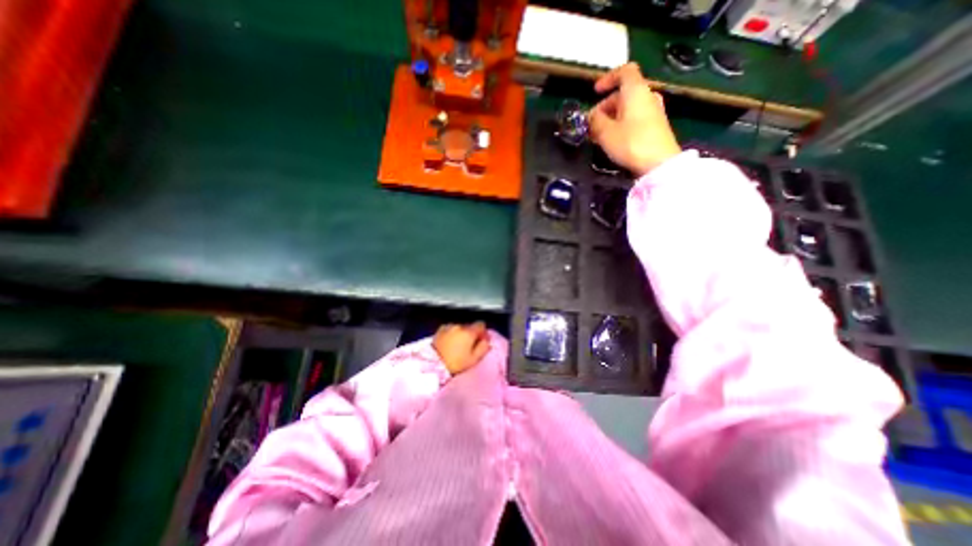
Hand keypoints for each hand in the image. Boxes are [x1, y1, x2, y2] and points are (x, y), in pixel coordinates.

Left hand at [434, 319, 493, 375]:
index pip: (481, 325)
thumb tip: (486, 341)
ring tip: (458, 345)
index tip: (481, 340)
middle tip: (469, 346)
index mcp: (469, 332)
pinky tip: (449, 342)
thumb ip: (483, 348)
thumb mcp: (473, 359)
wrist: (433, 363)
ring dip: (461, 333)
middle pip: (470, 326)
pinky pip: (450, 329)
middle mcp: (460, 326)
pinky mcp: (440, 329)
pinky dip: (452, 333)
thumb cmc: (456, 363)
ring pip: (460, 328)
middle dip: (471, 334)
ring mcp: (449, 326)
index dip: (482, 332)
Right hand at [588, 62, 678, 176]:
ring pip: (628, 108)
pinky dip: (621, 125)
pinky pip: (634, 119)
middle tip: (591, 124)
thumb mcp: (606, 132)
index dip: (608, 78)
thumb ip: (595, 121)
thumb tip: (591, 116)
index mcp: (635, 91)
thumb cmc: (631, 142)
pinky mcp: (655, 126)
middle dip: (604, 107)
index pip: (624, 72)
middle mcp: (647, 96)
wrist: (659, 163)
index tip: (595, 92)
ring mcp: (653, 111)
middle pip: (623, 94)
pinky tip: (612, 141)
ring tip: (598, 136)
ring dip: (611, 118)